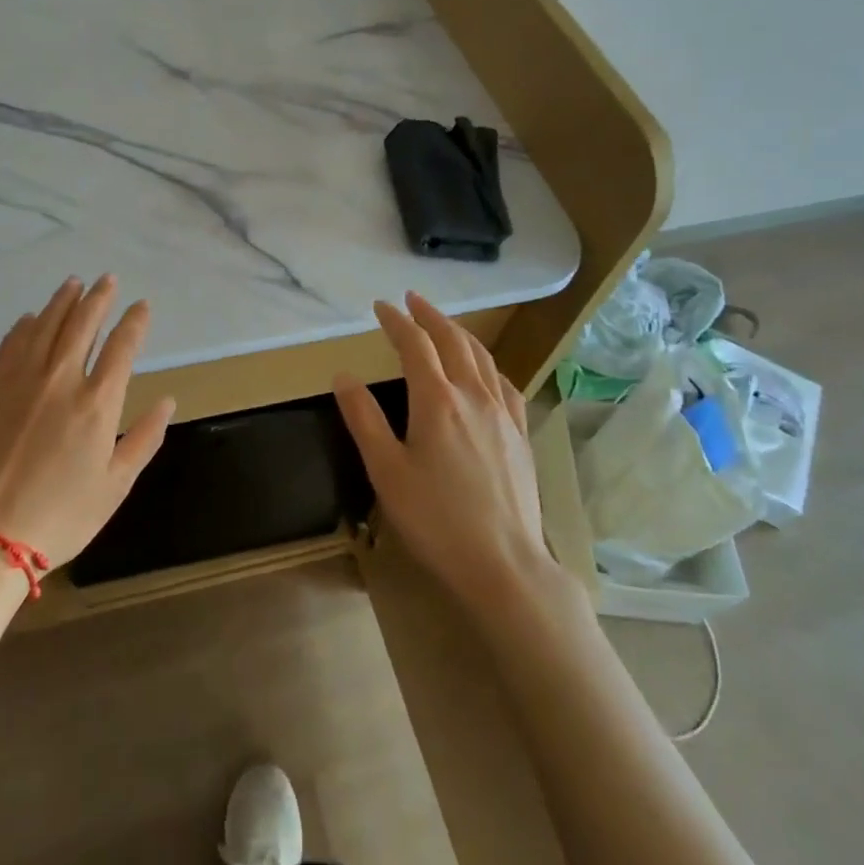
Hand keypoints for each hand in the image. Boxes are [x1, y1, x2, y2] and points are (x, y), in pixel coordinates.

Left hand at [0, 276, 174, 570]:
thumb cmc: (63, 515)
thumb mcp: (116, 485)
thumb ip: (145, 438)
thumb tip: (167, 401)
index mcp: (97, 403)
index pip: (121, 347)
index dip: (134, 322)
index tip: (142, 305)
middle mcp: (60, 381)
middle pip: (82, 325)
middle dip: (98, 298)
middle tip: (107, 279)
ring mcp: (21, 383)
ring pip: (44, 327)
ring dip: (61, 302)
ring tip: (73, 283)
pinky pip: (10, 347)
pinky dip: (23, 328)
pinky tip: (29, 318)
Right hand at [333, 292, 564, 613]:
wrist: (504, 564)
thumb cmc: (435, 519)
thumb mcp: (386, 471)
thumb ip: (364, 419)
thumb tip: (343, 376)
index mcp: (436, 401)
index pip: (415, 344)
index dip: (396, 321)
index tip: (380, 306)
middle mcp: (473, 396)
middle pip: (453, 341)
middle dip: (430, 316)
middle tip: (412, 300)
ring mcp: (502, 414)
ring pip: (482, 358)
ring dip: (460, 333)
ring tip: (444, 324)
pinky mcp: (520, 435)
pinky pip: (505, 384)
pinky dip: (488, 364)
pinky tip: (485, 371)